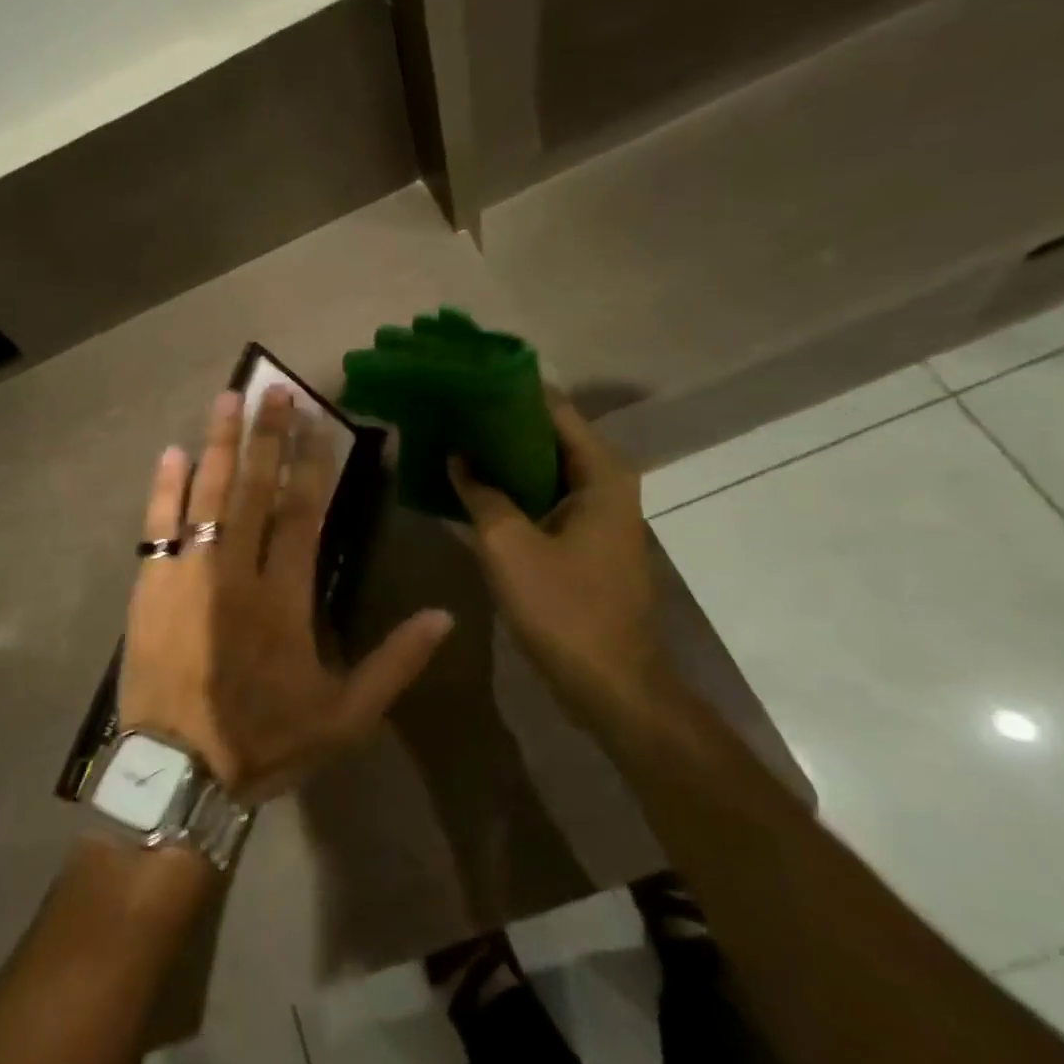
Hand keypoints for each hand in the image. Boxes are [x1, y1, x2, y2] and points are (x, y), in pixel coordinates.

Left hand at [120, 387, 454, 801]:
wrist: (179, 774)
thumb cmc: (264, 741)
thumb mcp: (345, 717)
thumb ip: (395, 664)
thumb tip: (445, 616)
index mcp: (286, 596)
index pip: (303, 512)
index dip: (311, 463)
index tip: (317, 421)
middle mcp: (238, 571)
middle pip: (255, 489)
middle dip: (266, 436)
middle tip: (273, 389)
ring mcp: (189, 574)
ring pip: (207, 495)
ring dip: (218, 444)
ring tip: (227, 398)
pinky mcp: (151, 586)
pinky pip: (157, 526)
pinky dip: (164, 489)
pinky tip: (170, 453)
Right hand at [447, 394, 659, 719]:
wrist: (611, 684)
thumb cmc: (563, 608)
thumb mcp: (508, 545)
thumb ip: (480, 492)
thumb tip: (457, 455)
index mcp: (601, 472)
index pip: (553, 408)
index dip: (508, 390)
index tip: (465, 379)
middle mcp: (607, 482)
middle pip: (551, 433)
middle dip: (501, 421)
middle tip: (452, 409)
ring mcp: (599, 512)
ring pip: (547, 465)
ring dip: (505, 454)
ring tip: (455, 438)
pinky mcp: (587, 538)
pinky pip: (547, 495)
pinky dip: (514, 485)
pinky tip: (475, 484)